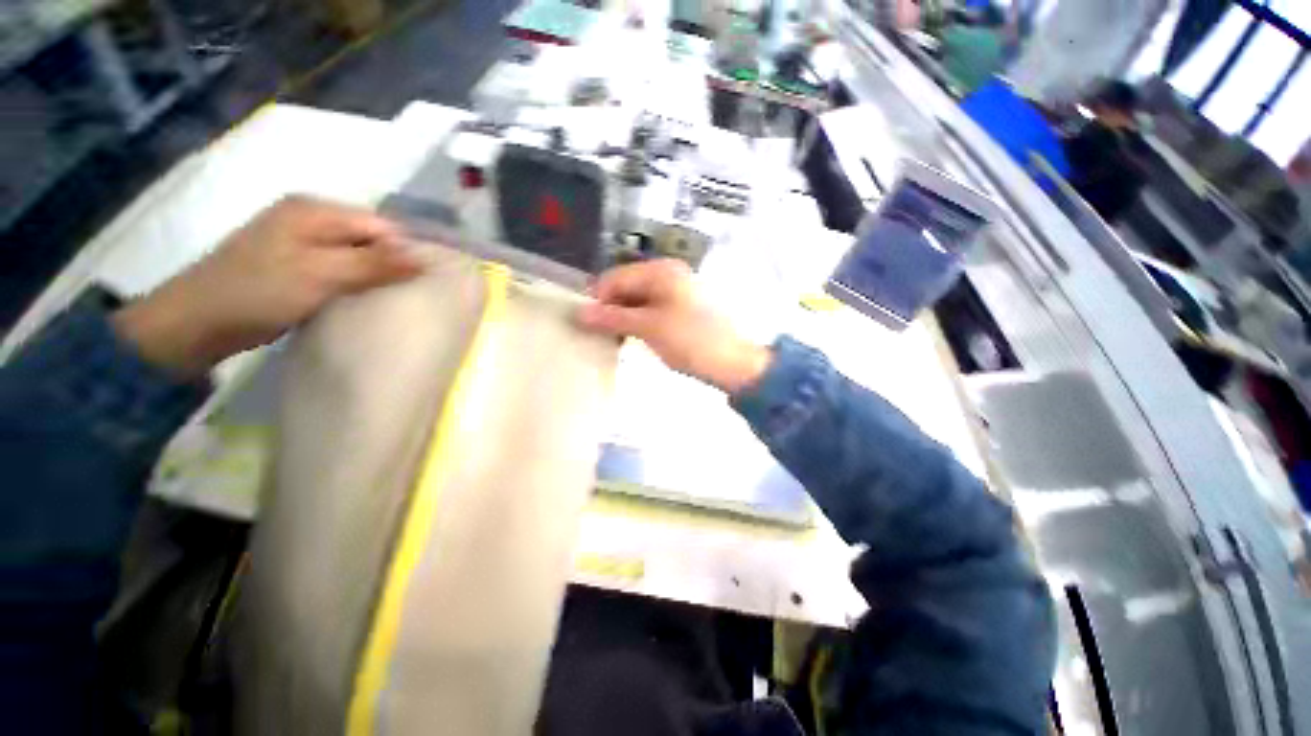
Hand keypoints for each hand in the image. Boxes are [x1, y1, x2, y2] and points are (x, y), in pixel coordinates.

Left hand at [113, 196, 422, 377]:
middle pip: (370, 238)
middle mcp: (309, 219)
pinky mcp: (295, 265)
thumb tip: (424, 258)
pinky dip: (356, 284)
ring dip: (375, 276)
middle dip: (393, 264)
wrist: (195, 323)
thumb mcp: (320, 274)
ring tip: (393, 300)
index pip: (381, 225)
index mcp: (314, 210)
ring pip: (357, 255)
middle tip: (411, 294)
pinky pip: (340, 270)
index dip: (406, 250)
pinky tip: (363, 301)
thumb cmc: (257, 292)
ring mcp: (300, 242)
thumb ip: (373, 263)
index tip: (426, 282)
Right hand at [577, 259, 771, 393]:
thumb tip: (579, 313)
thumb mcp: (648, 327)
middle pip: (626, 287)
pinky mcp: (681, 308)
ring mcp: (676, 291)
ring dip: (623, 317)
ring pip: (637, 300)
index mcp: (661, 271)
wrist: (732, 362)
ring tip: (613, 339)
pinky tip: (632, 338)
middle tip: (598, 335)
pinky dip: (638, 322)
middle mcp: (668, 274)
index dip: (598, 300)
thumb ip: (613, 318)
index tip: (585, 325)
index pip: (615, 278)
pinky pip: (650, 309)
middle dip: (610, 309)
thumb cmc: (690, 340)